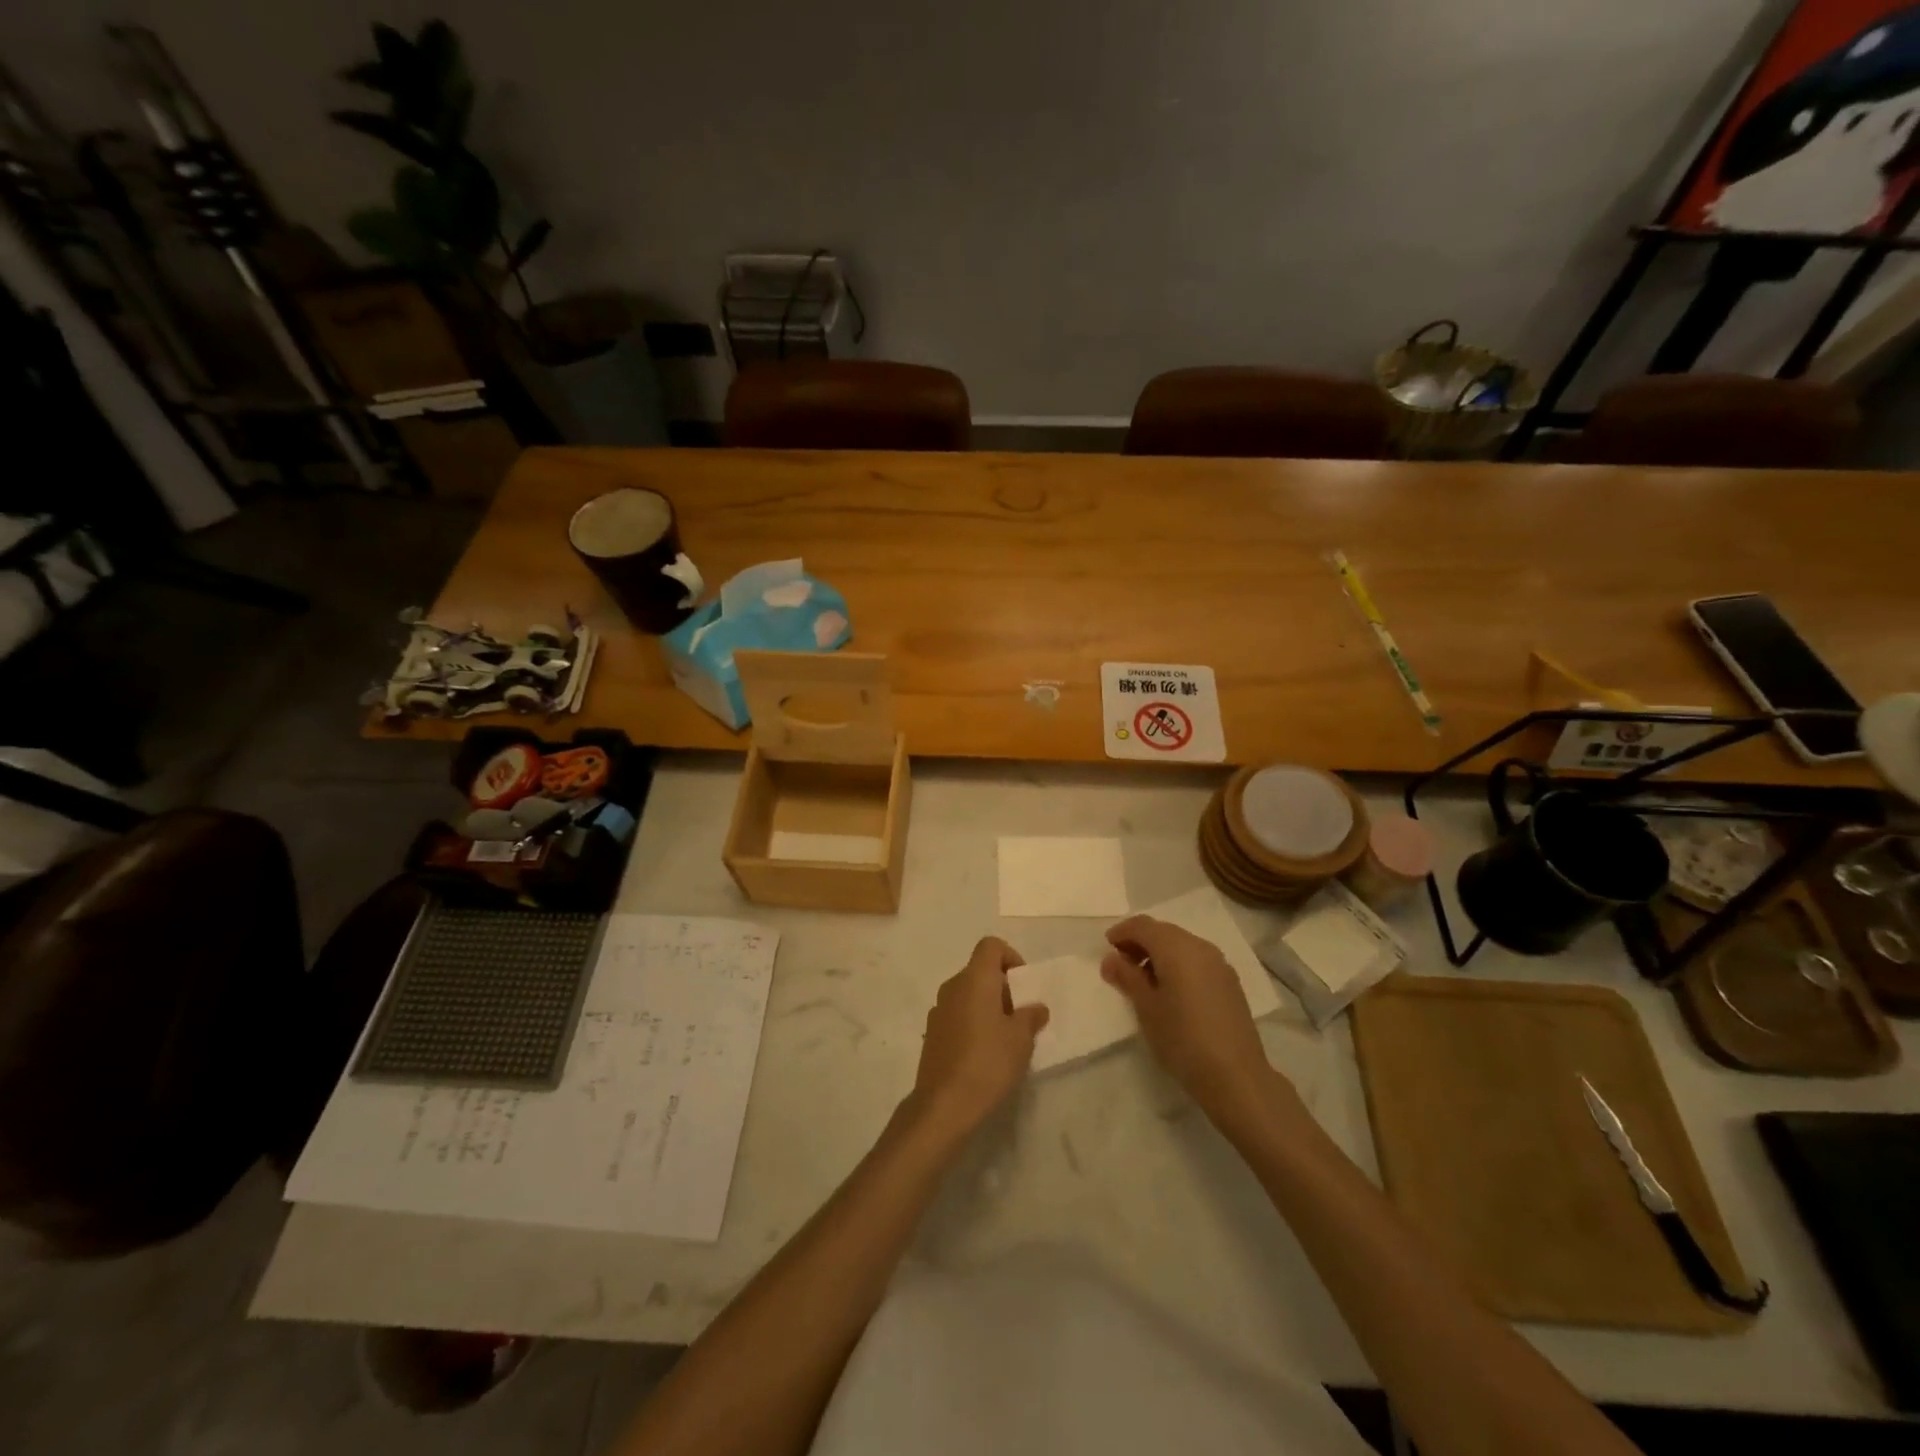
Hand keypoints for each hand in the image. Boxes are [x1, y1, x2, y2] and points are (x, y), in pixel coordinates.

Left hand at [908, 937, 1048, 1139]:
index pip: (991, 946)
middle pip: (980, 971)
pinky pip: (957, 1015)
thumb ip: (1031, 1017)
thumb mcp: (1021, 1039)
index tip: (1024, 987)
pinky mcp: (932, 1033)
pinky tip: (984, 1054)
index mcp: (974, 979)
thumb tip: (1036, 1007)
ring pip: (968, 994)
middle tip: (1021, 1017)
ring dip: (988, 1007)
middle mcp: (953, 986)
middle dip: (1003, 988)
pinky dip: (973, 1023)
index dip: (1011, 958)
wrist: (943, 1104)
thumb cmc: (988, 1062)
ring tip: (1005, 1038)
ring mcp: (938, 1010)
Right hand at [1101, 915, 1280, 1125]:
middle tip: (1122, 965)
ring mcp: (1219, 964)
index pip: (1143, 926)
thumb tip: (1111, 959)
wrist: (1235, 1076)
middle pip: (1163, 931)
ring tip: (1144, 981)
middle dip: (1140, 942)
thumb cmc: (1182, 1038)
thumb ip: (1127, 977)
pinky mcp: (1230, 982)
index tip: (1107, 948)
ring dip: (1159, 953)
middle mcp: (1200, 947)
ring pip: (1182, 945)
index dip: (1122, 932)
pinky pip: (1197, 960)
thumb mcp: (1146, 1007)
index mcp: (1176, 948)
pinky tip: (1171, 991)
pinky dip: (1178, 964)